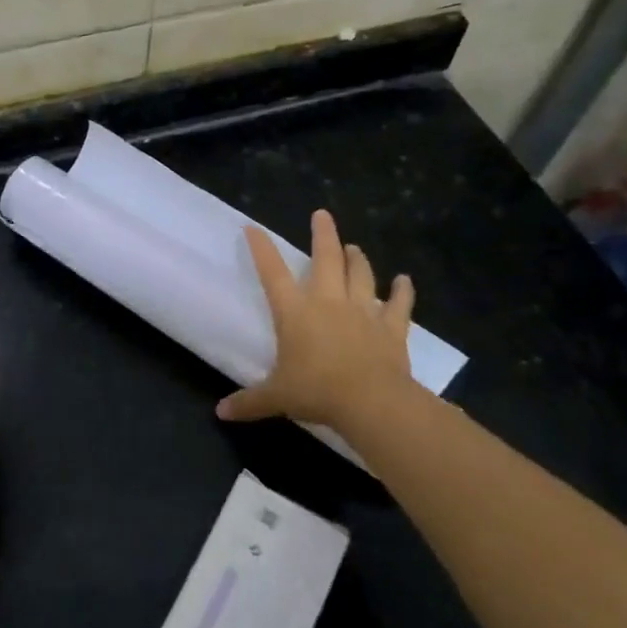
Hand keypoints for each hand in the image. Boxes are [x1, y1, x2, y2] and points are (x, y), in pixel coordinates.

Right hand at [218, 210, 417, 436]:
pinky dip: (403, 291)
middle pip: (325, 259)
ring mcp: (362, 311)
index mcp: (294, 312)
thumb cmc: (316, 392)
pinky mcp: (390, 328)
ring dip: (357, 259)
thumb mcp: (276, 397)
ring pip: (360, 275)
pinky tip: (405, 280)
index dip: (261, 249)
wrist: (371, 402)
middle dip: (323, 235)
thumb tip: (221, 412)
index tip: (253, 228)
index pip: (272, 273)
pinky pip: (399, 305)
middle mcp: (327, 302)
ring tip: (354, 246)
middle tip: (322, 215)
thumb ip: (249, 401)